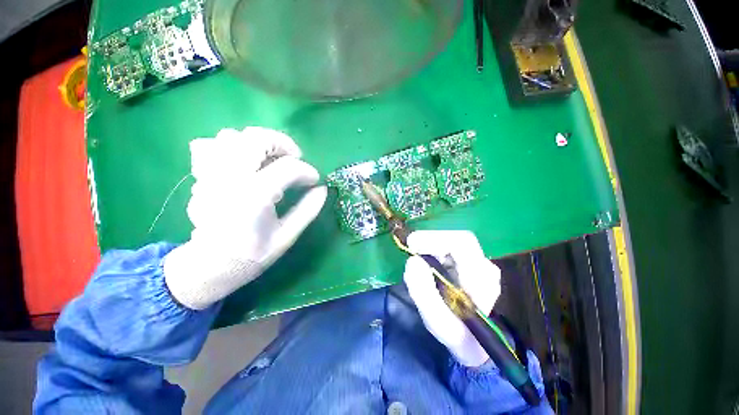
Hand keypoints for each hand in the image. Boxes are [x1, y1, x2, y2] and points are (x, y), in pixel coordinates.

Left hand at [163, 127, 326, 309]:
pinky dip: (228, 147)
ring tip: (269, 159)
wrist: (210, 265)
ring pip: (231, 136)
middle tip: (294, 158)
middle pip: (257, 139)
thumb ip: (307, 210)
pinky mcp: (200, 177)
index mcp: (255, 196)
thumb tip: (323, 189)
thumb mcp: (287, 236)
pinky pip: (209, 145)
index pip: (288, 167)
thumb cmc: (253, 254)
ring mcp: (211, 174)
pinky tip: (242, 162)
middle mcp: (231, 178)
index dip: (308, 171)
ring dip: (257, 143)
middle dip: (283, 144)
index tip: (315, 179)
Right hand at [403, 230, 500, 366]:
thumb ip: (423, 292)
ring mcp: (479, 262)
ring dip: (431, 246)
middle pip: (456, 239)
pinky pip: (450, 248)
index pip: (461, 244)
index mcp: (482, 280)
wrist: (476, 341)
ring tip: (417, 259)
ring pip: (452, 241)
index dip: (434, 239)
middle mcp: (485, 266)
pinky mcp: (471, 262)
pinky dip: (434, 250)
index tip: (411, 244)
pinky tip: (427, 263)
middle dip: (430, 240)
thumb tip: (412, 261)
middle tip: (410, 248)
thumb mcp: (436, 321)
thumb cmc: (458, 335)